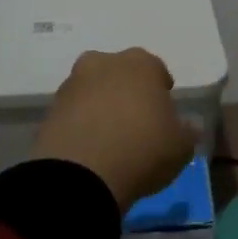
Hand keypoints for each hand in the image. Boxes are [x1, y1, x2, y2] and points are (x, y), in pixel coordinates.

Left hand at [34, 48, 193, 209]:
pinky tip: (90, 148)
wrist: (80, 175)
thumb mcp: (181, 147)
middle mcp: (105, 63)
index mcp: (142, 63)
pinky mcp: (50, 109)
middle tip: (135, 122)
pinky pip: (74, 112)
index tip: (164, 116)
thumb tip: (187, 127)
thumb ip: (185, 132)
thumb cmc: (142, 150)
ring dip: (101, 106)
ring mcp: (74, 84)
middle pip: (121, 74)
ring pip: (94, 90)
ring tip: (110, 139)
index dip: (161, 93)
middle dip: (128, 92)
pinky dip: (81, 124)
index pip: (157, 70)